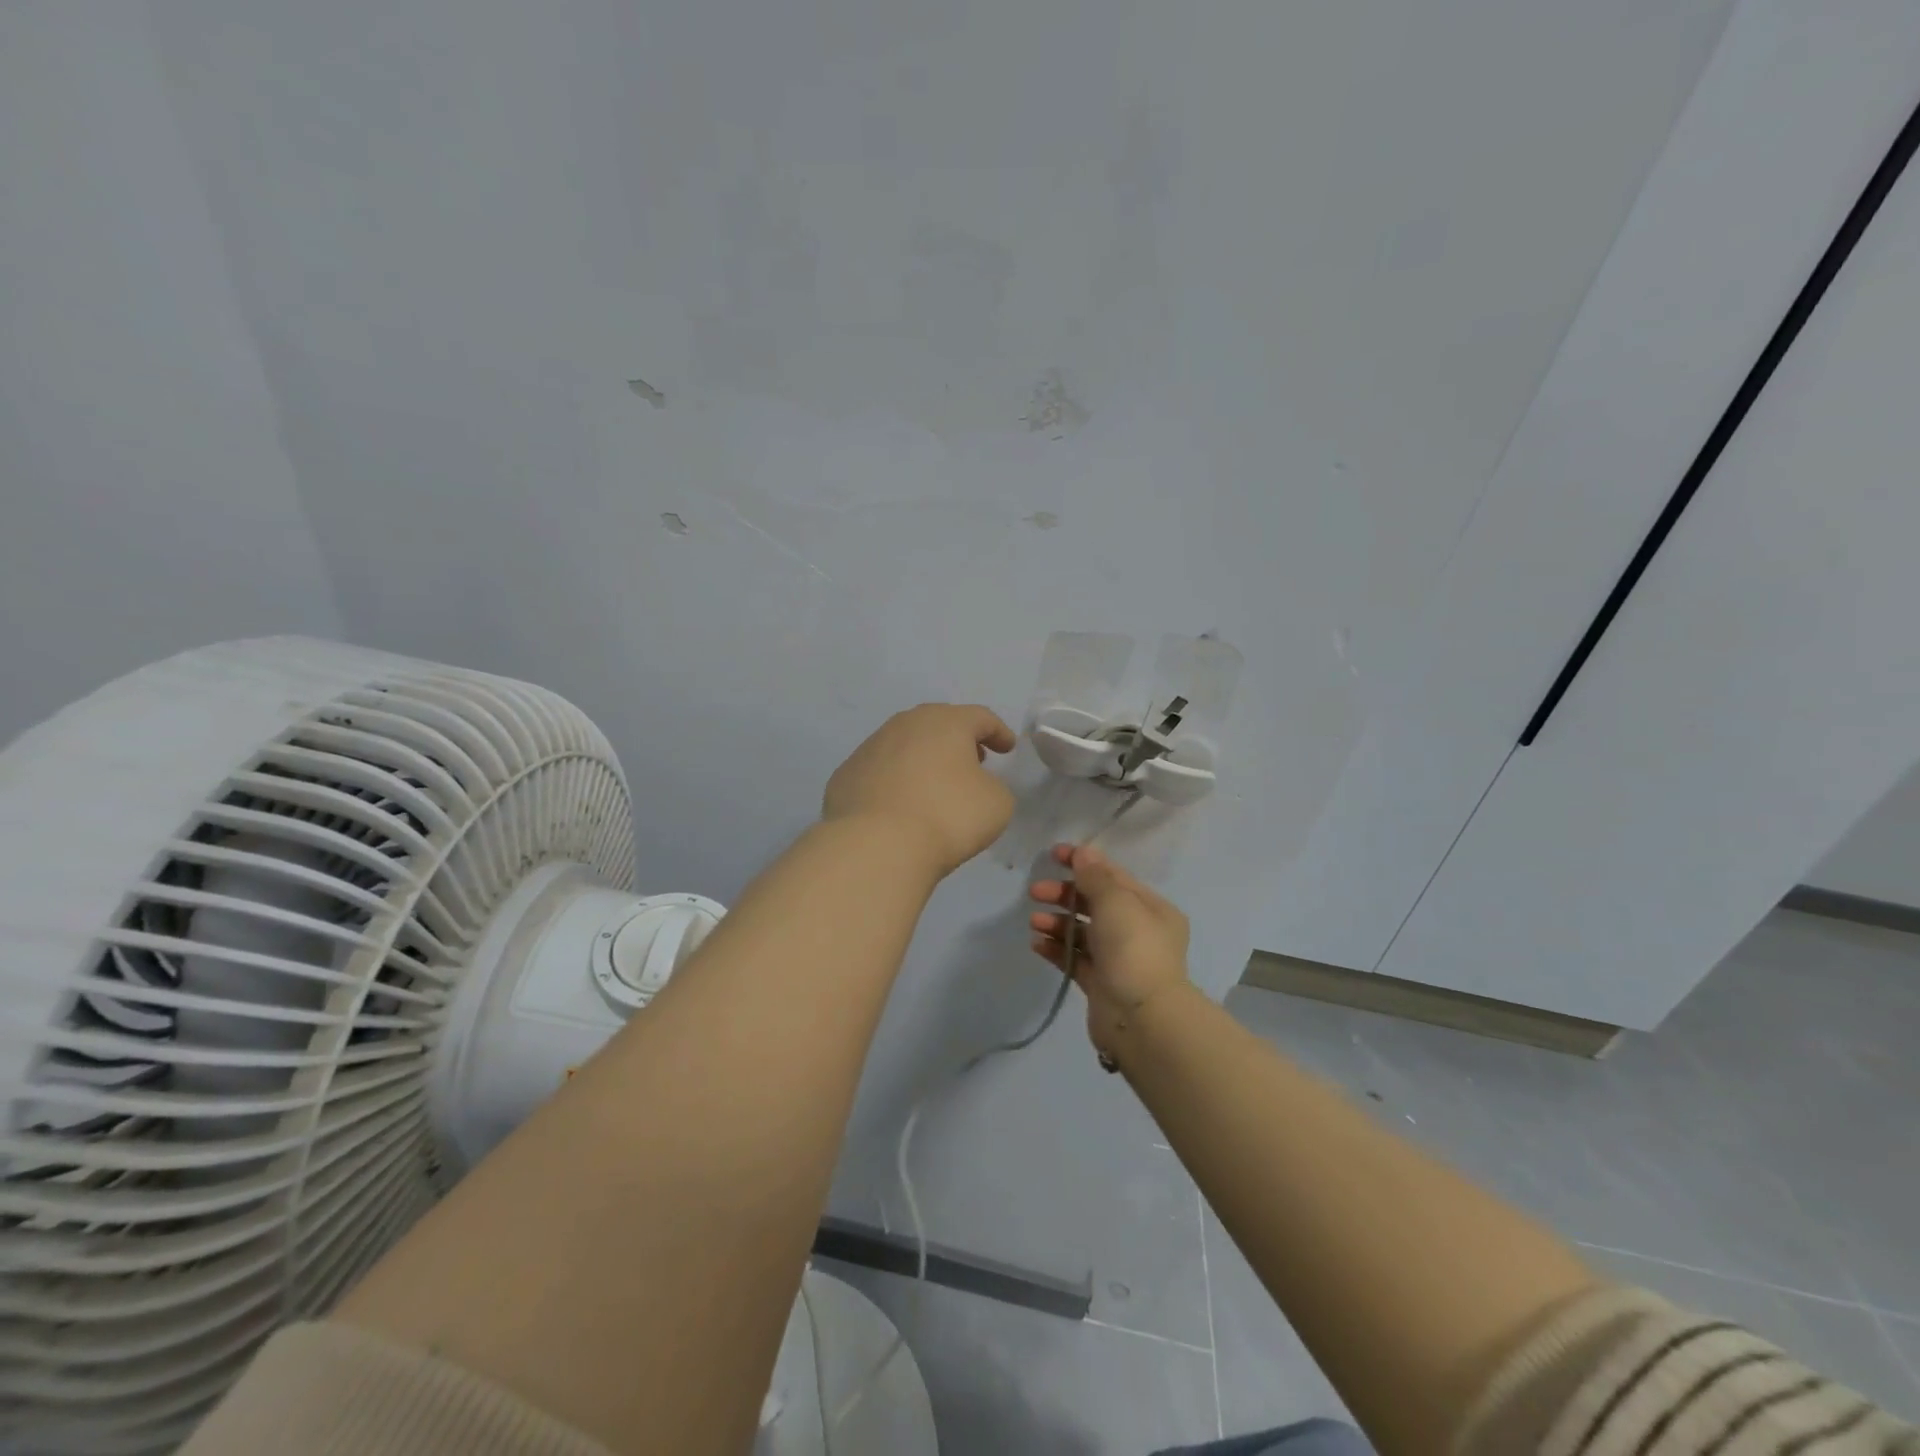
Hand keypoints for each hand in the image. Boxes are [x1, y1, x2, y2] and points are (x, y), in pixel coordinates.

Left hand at [823, 704, 1017, 875]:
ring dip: (924, 758)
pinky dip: (895, 780)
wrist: (876, 845)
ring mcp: (870, 747)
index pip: (980, 718)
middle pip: (938, 723)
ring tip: (935, 783)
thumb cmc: (947, 816)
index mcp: (946, 722)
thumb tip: (975, 786)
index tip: (1008, 748)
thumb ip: (993, 786)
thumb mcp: (997, 803)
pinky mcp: (846, 775)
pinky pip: (880, 771)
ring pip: (905, 744)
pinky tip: (900, 803)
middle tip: (973, 759)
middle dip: (958, 740)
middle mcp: (905, 724)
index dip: (998, 732)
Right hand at [1029, 843, 1190, 1057]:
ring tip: (1035, 922)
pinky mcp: (1101, 984)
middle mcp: (1138, 931)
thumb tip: (1083, 852)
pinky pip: (1075, 958)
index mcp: (1151, 908)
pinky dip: (1056, 949)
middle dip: (1064, 894)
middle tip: (1035, 892)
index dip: (1083, 862)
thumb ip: (1095, 876)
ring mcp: (1119, 959)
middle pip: (1095, 903)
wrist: (1141, 1018)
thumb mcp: (1115, 901)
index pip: (1113, 876)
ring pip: (1082, 931)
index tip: (1053, 855)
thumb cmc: (1133, 949)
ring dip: (1057, 922)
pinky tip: (1036, 944)